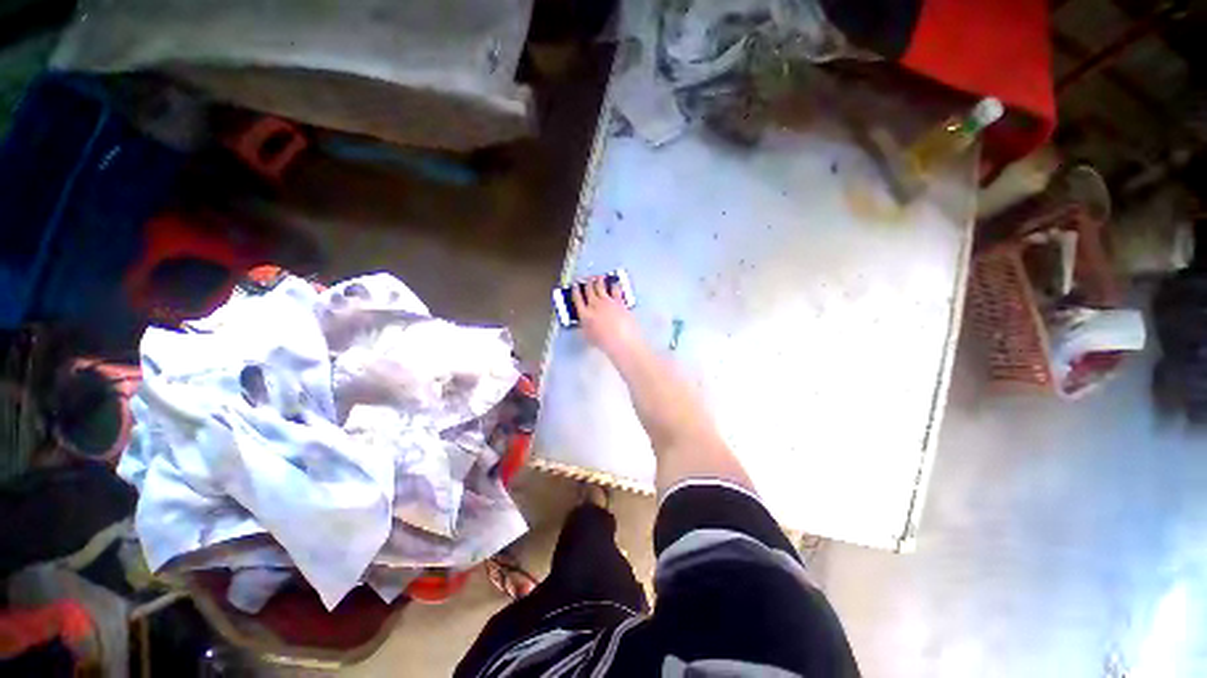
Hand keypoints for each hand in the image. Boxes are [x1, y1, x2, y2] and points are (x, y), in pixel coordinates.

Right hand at [572, 277, 643, 359]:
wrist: (622, 341)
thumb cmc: (604, 343)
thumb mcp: (589, 337)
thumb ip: (585, 327)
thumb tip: (584, 323)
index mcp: (585, 315)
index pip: (577, 300)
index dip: (576, 291)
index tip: (575, 286)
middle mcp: (595, 305)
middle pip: (589, 291)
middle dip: (587, 283)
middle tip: (587, 278)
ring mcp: (607, 302)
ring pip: (601, 287)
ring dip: (599, 280)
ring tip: (598, 276)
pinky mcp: (619, 302)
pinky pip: (616, 290)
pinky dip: (614, 285)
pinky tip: (615, 282)